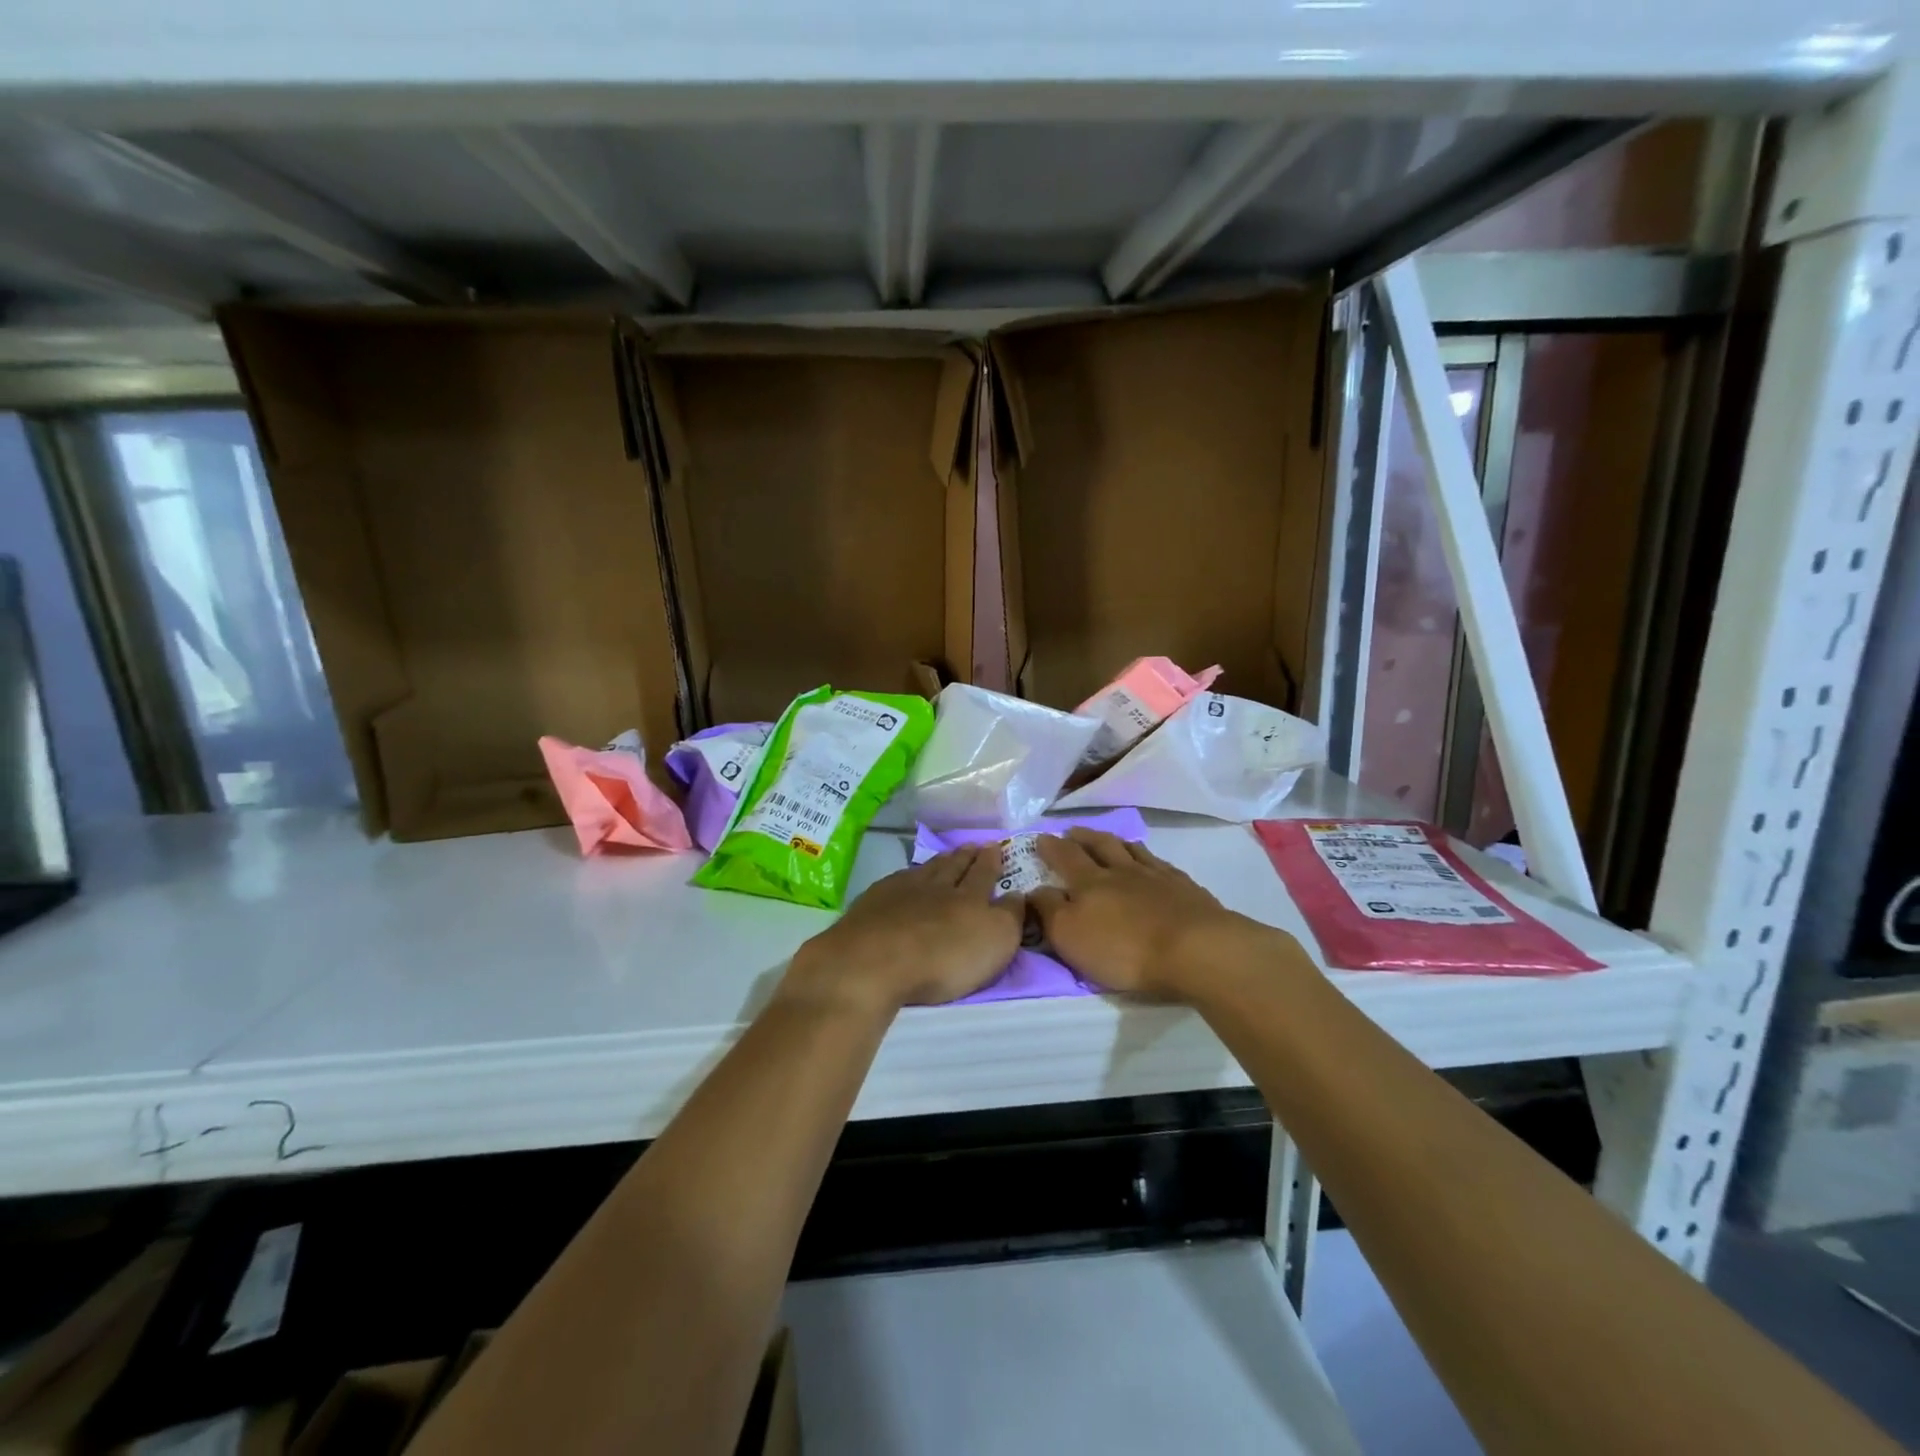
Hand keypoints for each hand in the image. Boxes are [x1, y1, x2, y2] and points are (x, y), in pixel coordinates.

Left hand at [783, 846, 1024, 1013]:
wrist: (876, 960)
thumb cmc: (944, 957)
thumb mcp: (995, 942)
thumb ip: (1010, 917)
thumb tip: (1017, 894)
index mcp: (970, 897)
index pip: (984, 874)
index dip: (991, 861)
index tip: (996, 847)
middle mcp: (938, 887)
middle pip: (955, 867)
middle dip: (967, 856)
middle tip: (974, 845)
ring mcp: (903, 891)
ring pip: (927, 870)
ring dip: (940, 862)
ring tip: (947, 856)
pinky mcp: (874, 902)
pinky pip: (899, 880)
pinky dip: (909, 875)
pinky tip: (907, 877)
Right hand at [1032, 829, 1264, 999]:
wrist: (1195, 949)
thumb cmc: (1123, 948)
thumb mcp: (1070, 936)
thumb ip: (1048, 910)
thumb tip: (1033, 889)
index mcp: (1089, 882)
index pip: (1065, 857)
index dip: (1051, 847)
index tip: (1041, 838)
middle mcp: (1121, 871)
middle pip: (1100, 846)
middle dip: (1083, 837)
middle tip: (1072, 831)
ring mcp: (1157, 877)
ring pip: (1132, 851)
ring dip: (1117, 843)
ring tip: (1110, 840)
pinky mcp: (1186, 889)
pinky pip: (1162, 865)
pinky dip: (1150, 860)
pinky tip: (1152, 864)